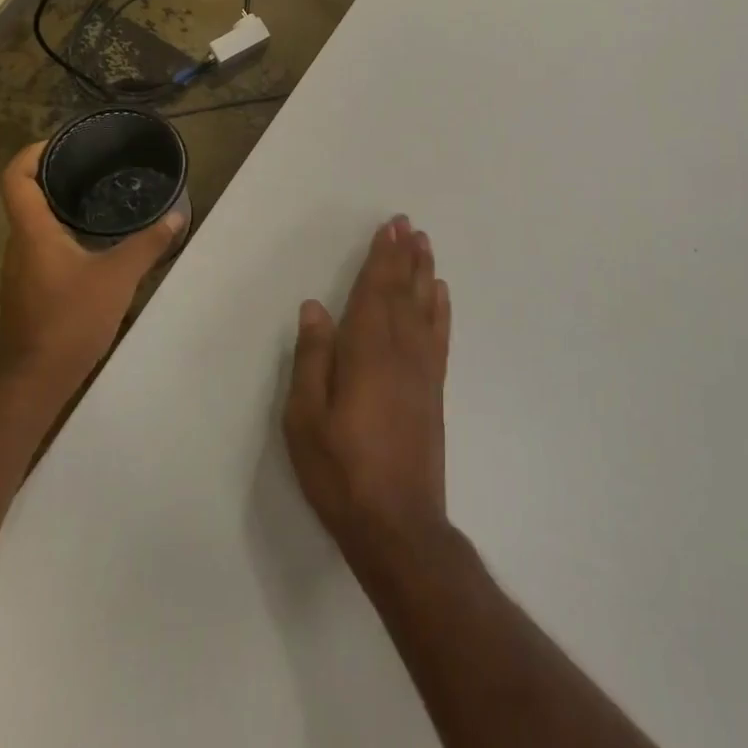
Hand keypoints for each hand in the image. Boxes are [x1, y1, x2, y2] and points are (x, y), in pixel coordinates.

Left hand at [0, 142, 184, 388]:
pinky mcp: (30, 290)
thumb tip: (176, 216)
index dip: (33, 152)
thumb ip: (148, 244)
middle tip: (95, 167)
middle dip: (56, 177)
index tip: (62, 142)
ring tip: (101, 200)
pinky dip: (65, 235)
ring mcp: (22, 269)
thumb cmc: (71, 318)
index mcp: (33, 232)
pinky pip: (44, 248)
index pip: (16, 178)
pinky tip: (96, 244)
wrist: (37, 377)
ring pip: (37, 225)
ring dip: (62, 208)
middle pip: (27, 197)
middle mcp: (20, 245)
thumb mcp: (118, 277)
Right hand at [285, 216, 452, 572]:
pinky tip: (441, 295)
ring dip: (424, 273)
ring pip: (425, 308)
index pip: (376, 291)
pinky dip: (440, 309)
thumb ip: (313, 358)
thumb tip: (315, 307)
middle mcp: (401, 351)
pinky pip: (439, 336)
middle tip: (408, 224)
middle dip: (404, 256)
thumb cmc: (341, 470)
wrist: (397, 523)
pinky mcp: (434, 390)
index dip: (382, 258)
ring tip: (425, 245)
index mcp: (367, 352)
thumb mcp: (306, 418)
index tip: (389, 229)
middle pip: (403, 292)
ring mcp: (423, 370)